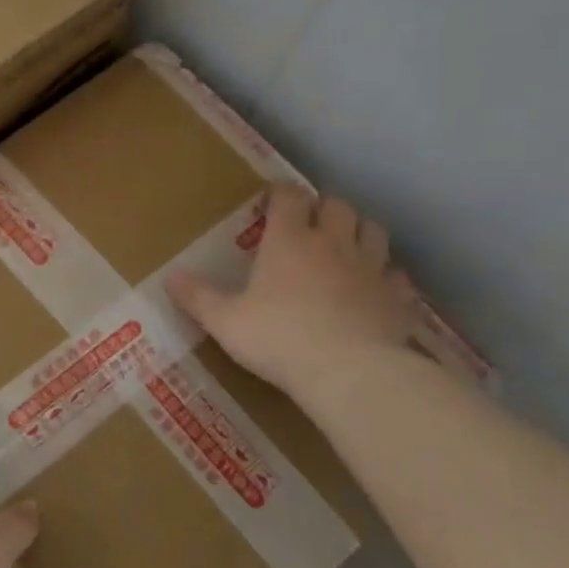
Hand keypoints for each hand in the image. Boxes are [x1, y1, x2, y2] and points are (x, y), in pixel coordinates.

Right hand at [168, 184, 418, 400]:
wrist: (351, 373)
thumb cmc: (279, 338)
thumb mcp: (225, 322)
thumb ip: (198, 298)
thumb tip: (171, 278)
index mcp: (289, 240)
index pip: (289, 196)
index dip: (280, 194)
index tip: (271, 202)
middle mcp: (332, 243)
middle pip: (338, 205)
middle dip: (324, 208)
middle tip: (310, 225)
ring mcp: (371, 269)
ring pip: (373, 230)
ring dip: (360, 231)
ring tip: (345, 247)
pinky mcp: (397, 298)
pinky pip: (397, 276)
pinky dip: (387, 276)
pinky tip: (375, 290)